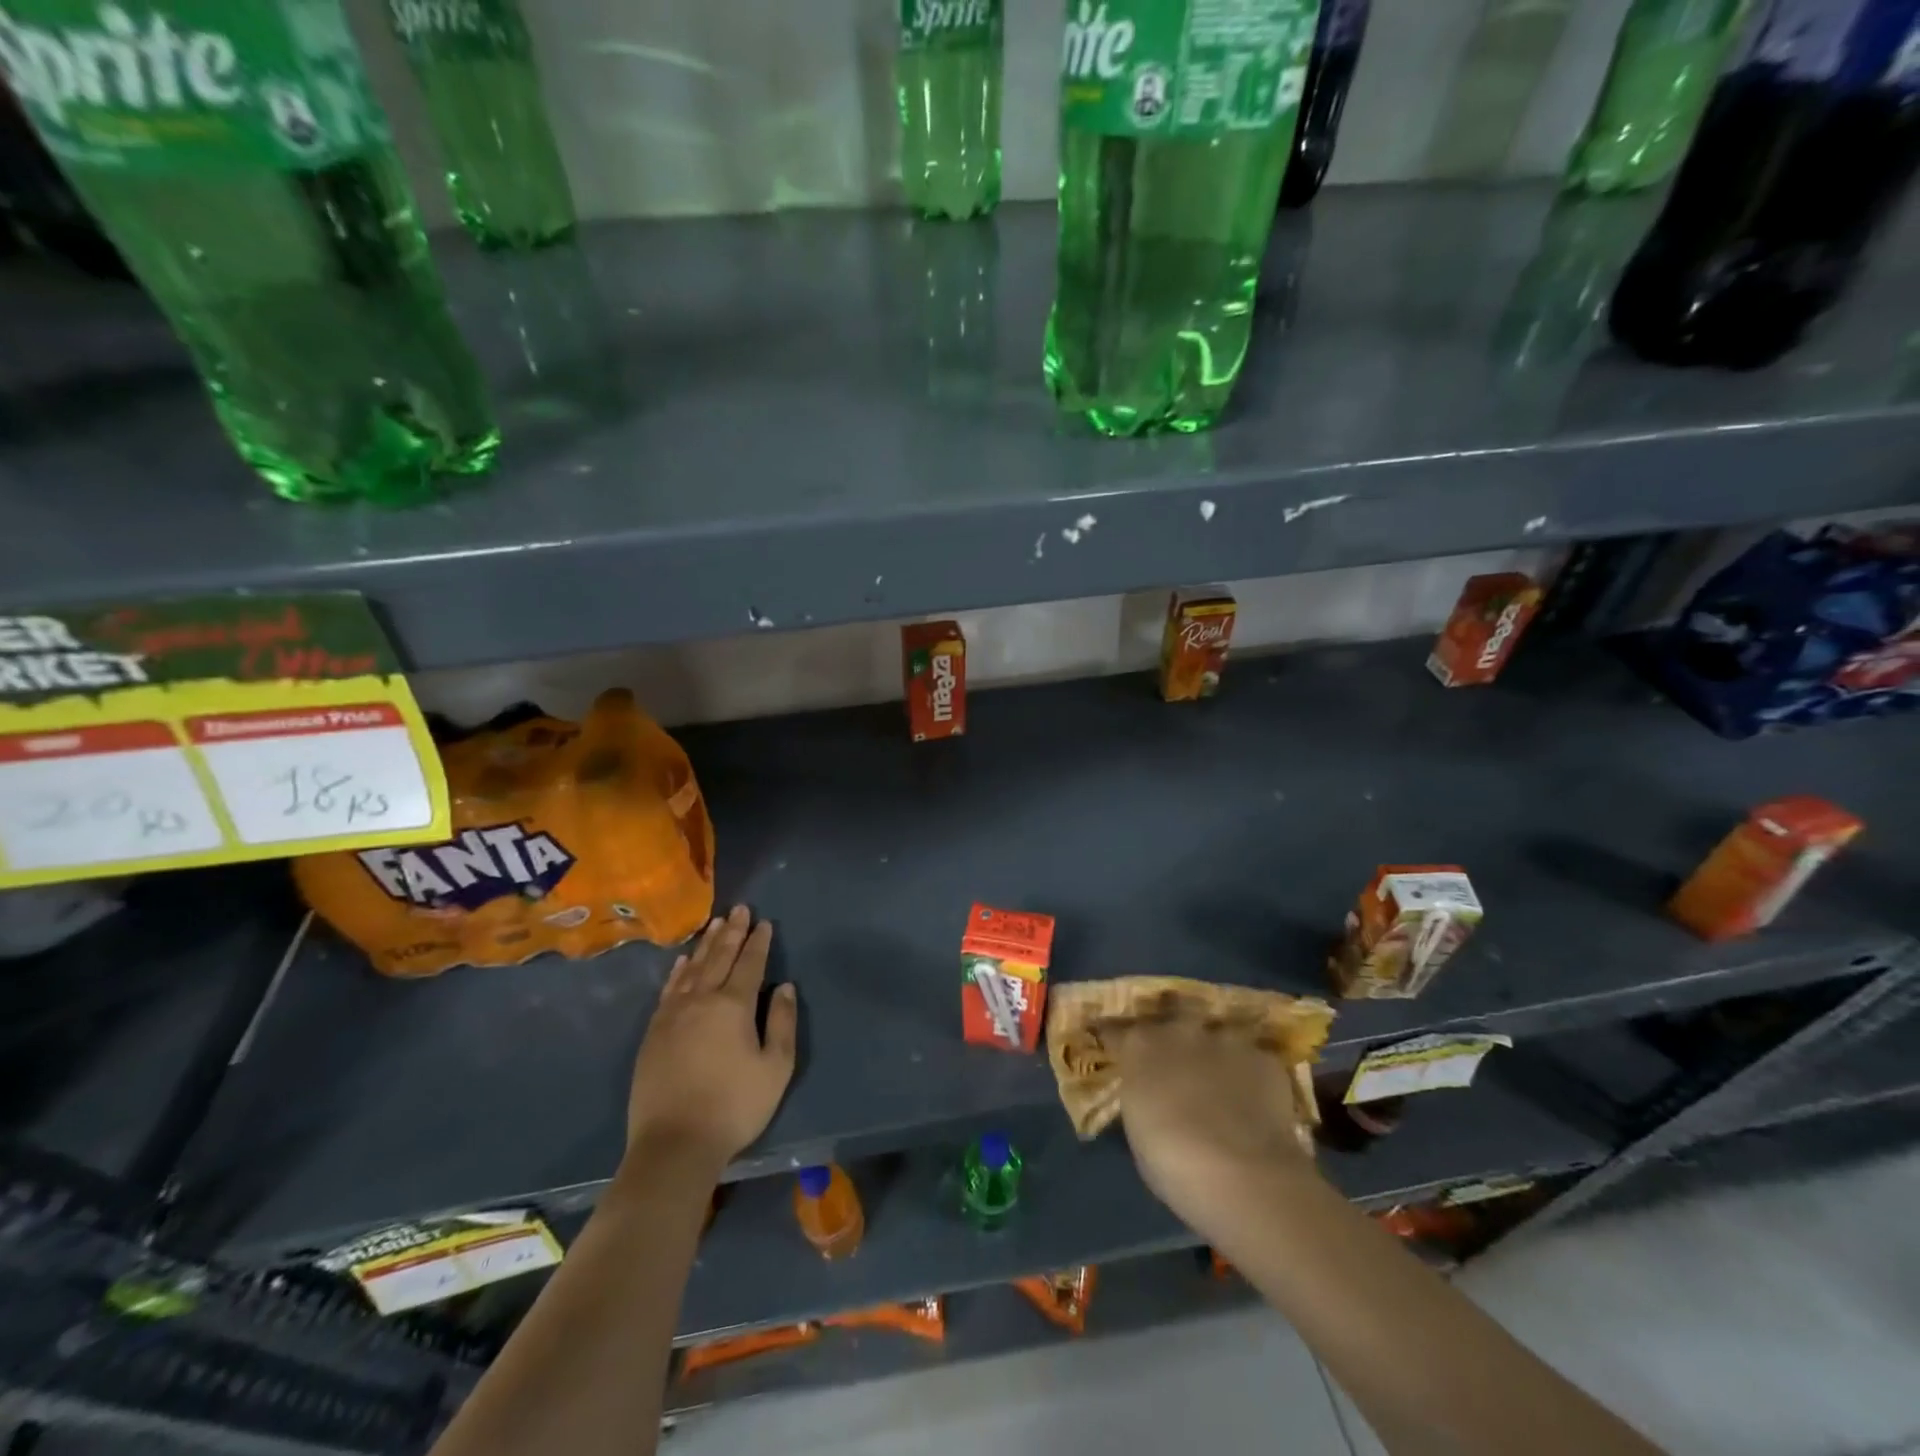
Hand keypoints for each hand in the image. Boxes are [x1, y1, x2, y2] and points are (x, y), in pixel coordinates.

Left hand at [626, 905, 796, 1171]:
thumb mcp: (775, 1068)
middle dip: (732, 932)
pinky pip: (668, 990)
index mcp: (733, 1006)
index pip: (749, 964)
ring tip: (716, 924)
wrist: (674, 1144)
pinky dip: (677, 971)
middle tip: (739, 909)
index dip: (759, 942)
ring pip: (692, 969)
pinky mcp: (654, 1032)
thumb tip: (784, 987)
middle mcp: (701, 1000)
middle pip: (719, 958)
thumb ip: (782, 1023)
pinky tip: (682, 962)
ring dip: (706, 945)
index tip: (764, 922)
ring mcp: (672, 1015)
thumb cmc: (734, 1106)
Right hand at [1108, 1013, 1313, 1247]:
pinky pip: (1251, 1059)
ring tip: (1220, 1075)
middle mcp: (1180, 1031)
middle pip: (1172, 1011)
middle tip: (1176, 1047)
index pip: (1116, 1029)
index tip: (1112, 1043)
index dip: (1115, 1037)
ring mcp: (1225, 1040)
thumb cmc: (1173, 1163)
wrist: (1243, 1175)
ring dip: (1214, 1049)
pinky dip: (1249, 1075)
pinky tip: (1254, 1100)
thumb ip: (1142, 1099)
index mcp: (1140, 1047)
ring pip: (1217, 1033)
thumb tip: (1150, 1095)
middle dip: (1173, 1022)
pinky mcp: (1263, 1059)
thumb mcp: (1138, 1130)